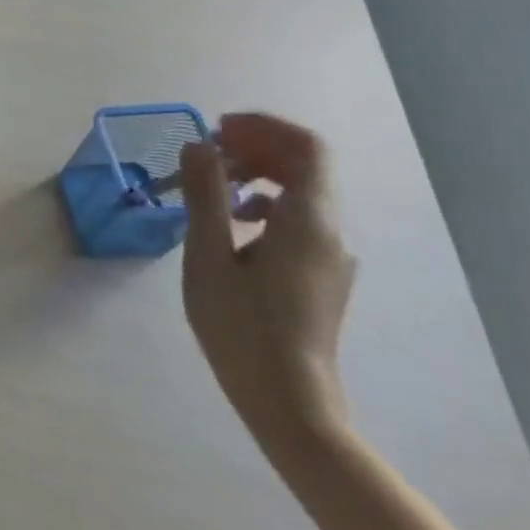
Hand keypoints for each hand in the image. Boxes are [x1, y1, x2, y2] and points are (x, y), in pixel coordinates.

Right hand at [181, 113, 357, 453]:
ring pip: (302, 191)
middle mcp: (331, 232)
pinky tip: (230, 223)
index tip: (217, 129)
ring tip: (210, 184)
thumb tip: (198, 146)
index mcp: (309, 221)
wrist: (288, 402)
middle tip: (206, 151)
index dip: (264, 127)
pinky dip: (264, 202)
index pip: (307, 148)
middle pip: (305, 165)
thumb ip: (206, 195)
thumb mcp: (209, 255)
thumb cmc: (242, 327)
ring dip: (257, 173)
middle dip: (255, 147)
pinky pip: (298, 218)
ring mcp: (330, 255)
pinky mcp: (321, 274)